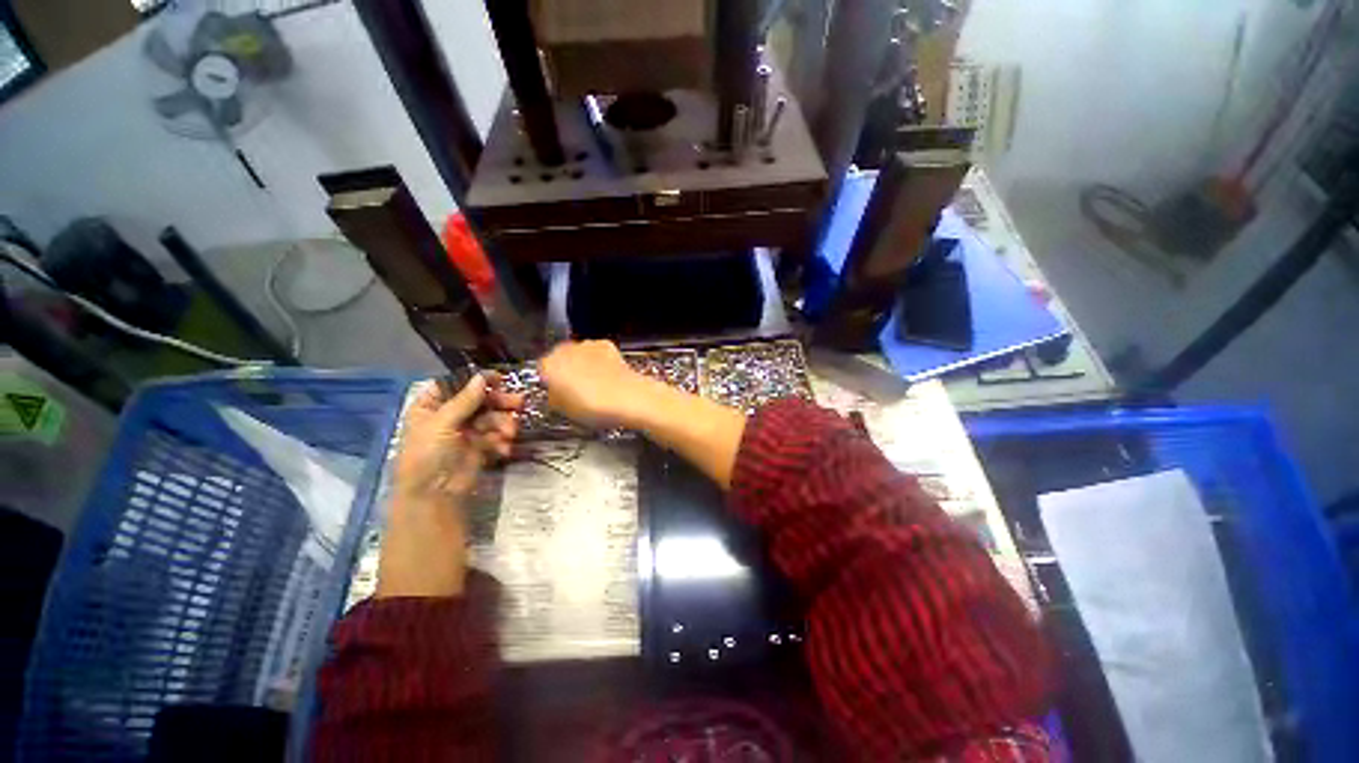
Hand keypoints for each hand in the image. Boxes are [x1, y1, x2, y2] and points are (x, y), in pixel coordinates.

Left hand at [378, 374, 522, 598]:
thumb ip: (465, 400)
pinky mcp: (480, 448)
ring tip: (509, 433)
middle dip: (499, 402)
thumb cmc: (427, 456)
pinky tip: (503, 448)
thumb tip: (483, 376)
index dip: (476, 381)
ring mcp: (466, 432)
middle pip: (479, 400)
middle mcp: (449, 416)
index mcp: (431, 406)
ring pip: (492, 418)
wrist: (433, 497)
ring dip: (503, 424)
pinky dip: (501, 441)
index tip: (499, 378)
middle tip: (519, 403)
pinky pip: (496, 436)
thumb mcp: (442, 423)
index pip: (455, 385)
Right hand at [539, 340, 651, 427]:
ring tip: (594, 383)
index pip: (541, 370)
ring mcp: (587, 344)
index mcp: (548, 365)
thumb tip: (556, 393)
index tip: (557, 392)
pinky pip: (596, 351)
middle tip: (575, 389)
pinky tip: (606, 375)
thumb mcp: (565, 410)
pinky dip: (598, 360)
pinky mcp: (606, 344)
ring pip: (578, 353)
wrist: (627, 397)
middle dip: (566, 370)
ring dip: (582, 363)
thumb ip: (554, 397)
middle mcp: (565, 349)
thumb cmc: (592, 407)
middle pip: (559, 358)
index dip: (550, 382)